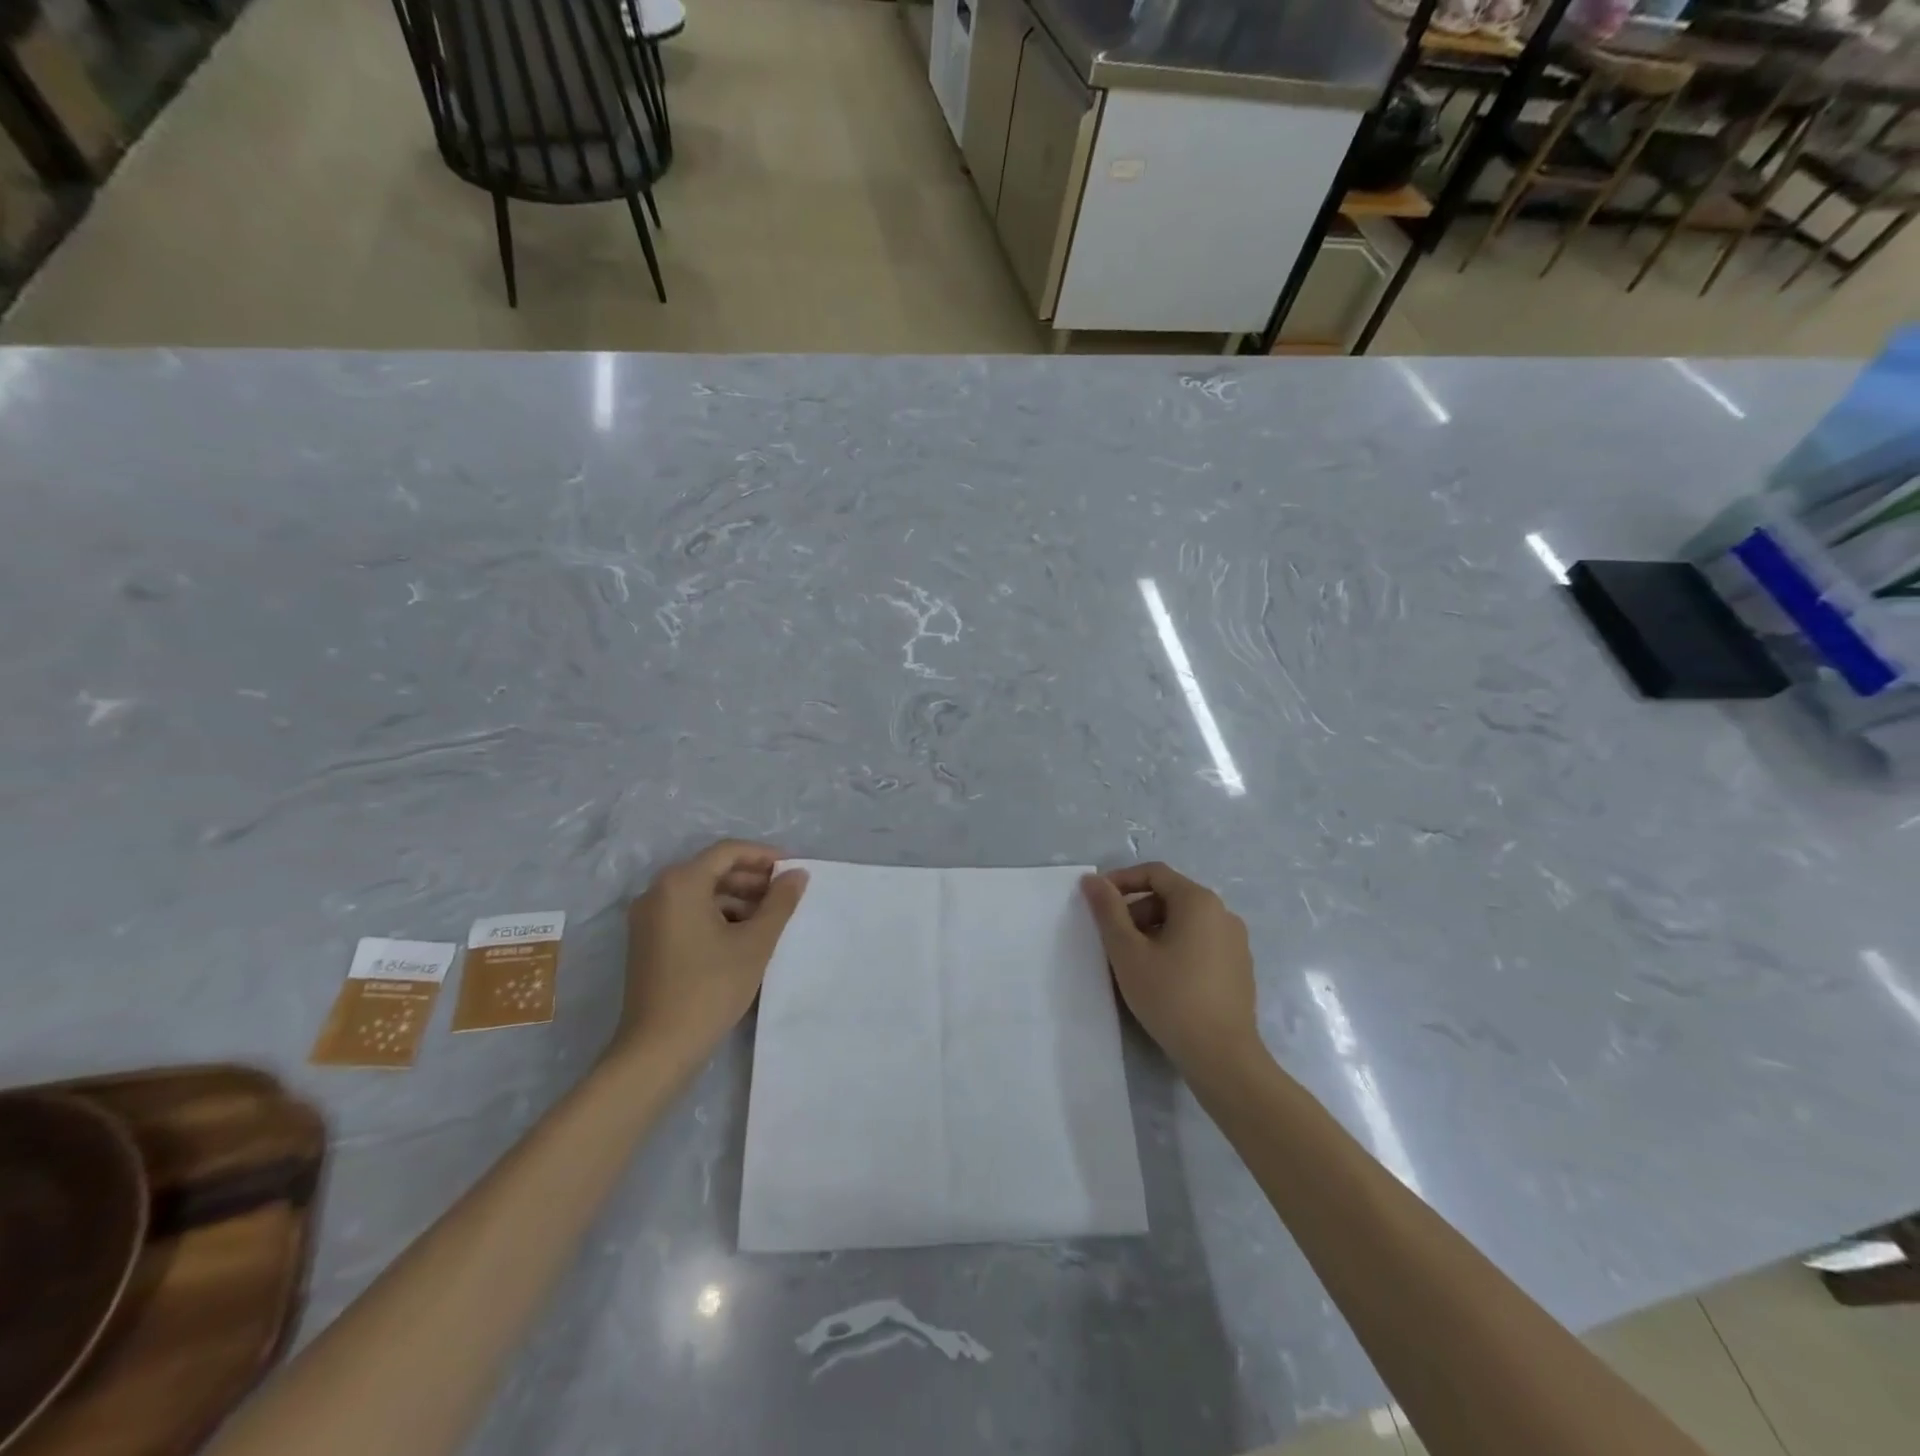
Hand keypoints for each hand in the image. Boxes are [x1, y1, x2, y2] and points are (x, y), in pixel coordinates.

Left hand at [614, 840, 807, 1075]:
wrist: (658, 1049)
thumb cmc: (711, 988)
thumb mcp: (755, 943)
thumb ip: (780, 903)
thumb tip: (797, 874)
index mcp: (681, 883)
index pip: (728, 852)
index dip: (764, 856)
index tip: (793, 871)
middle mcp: (657, 892)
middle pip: (712, 870)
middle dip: (752, 879)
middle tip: (786, 895)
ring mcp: (648, 918)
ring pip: (700, 893)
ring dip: (737, 899)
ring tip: (770, 919)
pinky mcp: (647, 942)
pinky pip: (687, 913)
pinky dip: (716, 916)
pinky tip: (742, 937)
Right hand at [1081, 862, 1262, 1082]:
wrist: (1222, 1057)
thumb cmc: (1170, 997)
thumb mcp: (1128, 952)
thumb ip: (1108, 911)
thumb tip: (1092, 880)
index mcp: (1198, 901)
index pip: (1154, 873)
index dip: (1121, 881)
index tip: (1096, 901)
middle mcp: (1223, 913)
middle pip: (1170, 896)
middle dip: (1136, 910)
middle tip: (1113, 939)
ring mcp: (1236, 942)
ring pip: (1185, 921)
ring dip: (1154, 930)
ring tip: (1133, 962)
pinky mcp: (1239, 968)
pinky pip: (1201, 943)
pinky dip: (1176, 947)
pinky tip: (1162, 979)